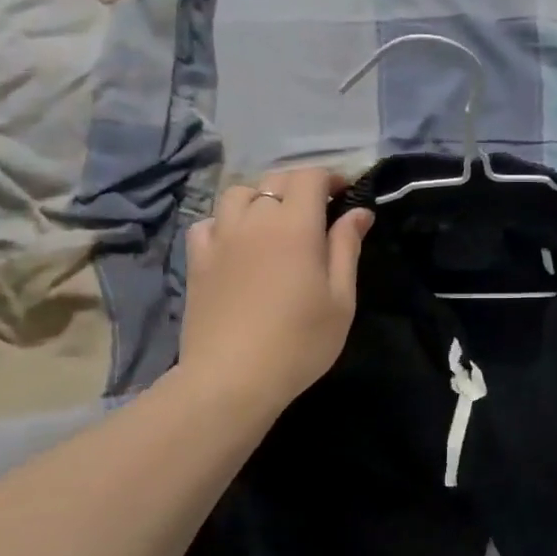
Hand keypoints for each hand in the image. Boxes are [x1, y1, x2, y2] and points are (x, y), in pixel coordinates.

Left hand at [178, 168, 373, 415]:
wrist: (232, 379)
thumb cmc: (299, 341)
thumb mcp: (340, 298)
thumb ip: (347, 247)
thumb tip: (359, 212)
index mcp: (295, 225)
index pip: (309, 176)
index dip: (329, 178)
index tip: (343, 194)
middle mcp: (255, 219)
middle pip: (275, 180)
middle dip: (299, 186)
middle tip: (316, 211)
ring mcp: (221, 237)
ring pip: (238, 194)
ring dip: (260, 198)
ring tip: (273, 222)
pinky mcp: (197, 260)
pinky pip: (208, 222)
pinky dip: (225, 222)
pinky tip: (235, 242)